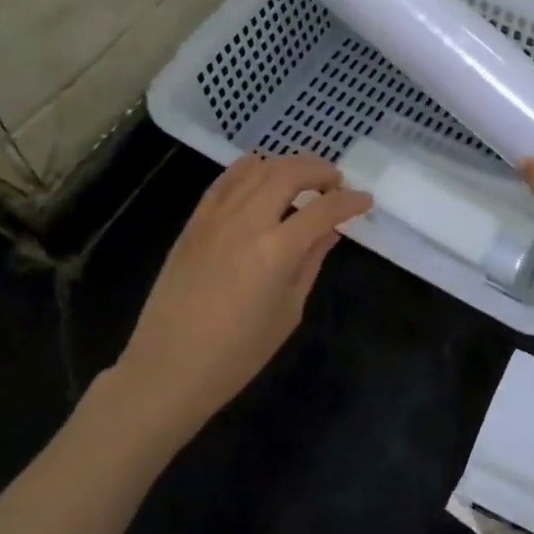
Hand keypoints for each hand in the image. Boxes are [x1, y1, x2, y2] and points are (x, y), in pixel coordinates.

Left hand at [110, 153, 371, 442]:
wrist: (168, 368)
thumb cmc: (236, 354)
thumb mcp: (288, 312)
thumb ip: (310, 263)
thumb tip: (329, 232)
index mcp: (276, 251)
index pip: (323, 210)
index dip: (350, 201)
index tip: (365, 200)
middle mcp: (247, 222)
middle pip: (290, 172)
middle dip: (320, 170)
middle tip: (336, 182)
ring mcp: (216, 217)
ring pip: (258, 168)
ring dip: (288, 164)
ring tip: (304, 178)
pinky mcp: (194, 222)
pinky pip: (225, 180)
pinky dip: (250, 169)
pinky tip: (262, 175)